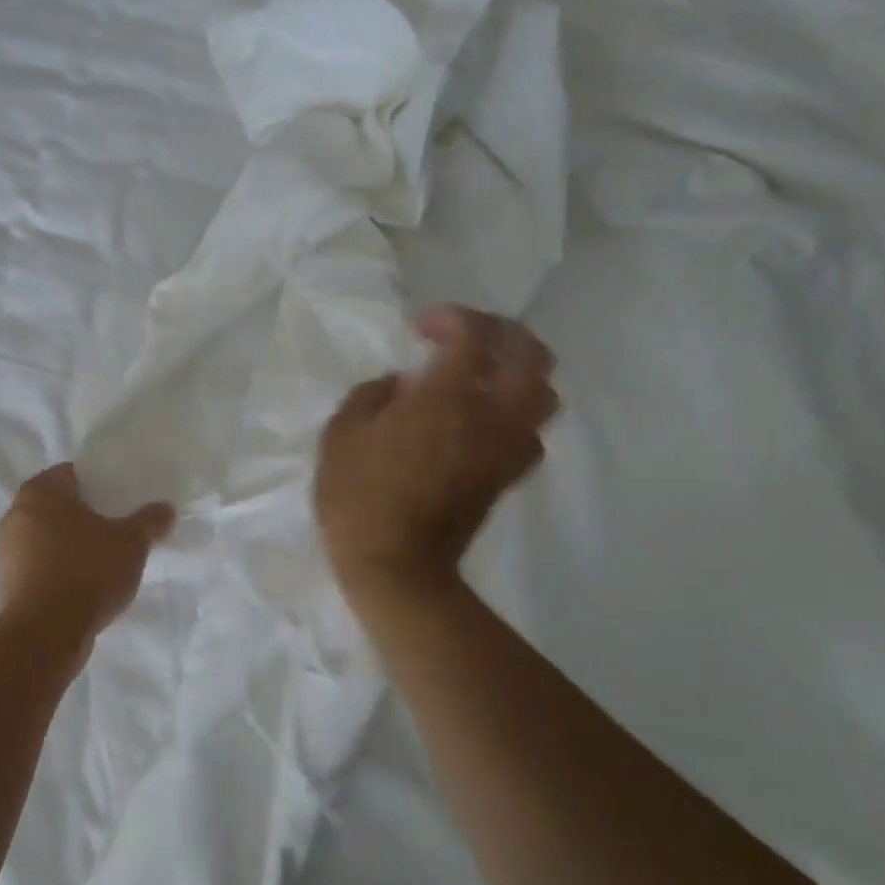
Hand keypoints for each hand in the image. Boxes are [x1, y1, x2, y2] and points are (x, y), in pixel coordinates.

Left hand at [0, 465, 176, 646]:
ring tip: (101, 561)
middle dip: (82, 516)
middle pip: (56, 506)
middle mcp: (15, 514)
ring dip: (69, 545)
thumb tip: (166, 509)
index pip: (70, 474)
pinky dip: (57, 570)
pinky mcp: (6, 583)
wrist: (46, 633)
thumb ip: (149, 522)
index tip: (118, 502)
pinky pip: (38, 566)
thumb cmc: (88, 571)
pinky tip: (82, 586)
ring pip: (45, 538)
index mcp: (40, 491)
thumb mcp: (131, 543)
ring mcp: (6, 551)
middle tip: (114, 529)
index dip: (96, 485)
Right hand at [315, 306, 558, 599]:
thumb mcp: (341, 435)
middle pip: (529, 353)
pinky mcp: (507, 475)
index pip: (474, 334)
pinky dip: (516, 412)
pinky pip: (531, 430)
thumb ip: (371, 394)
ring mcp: (505, 447)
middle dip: (500, 333)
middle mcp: (490, 415)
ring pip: (544, 392)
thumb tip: (401, 384)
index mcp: (446, 397)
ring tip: (482, 373)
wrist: (395, 565)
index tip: (420, 328)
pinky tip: (485, 418)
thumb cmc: (358, 497)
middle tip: (465, 337)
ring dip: (518, 371)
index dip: (451, 318)